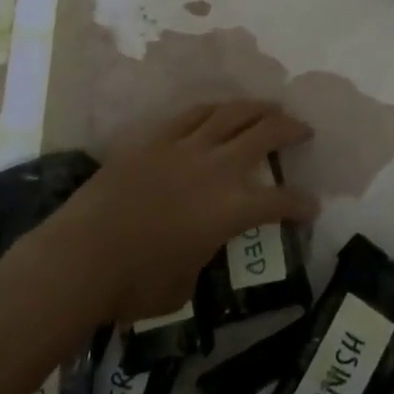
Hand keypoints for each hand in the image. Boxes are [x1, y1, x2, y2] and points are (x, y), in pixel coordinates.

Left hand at [50, 102, 316, 325]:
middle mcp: (216, 169)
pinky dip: (214, 110)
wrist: (81, 257)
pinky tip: (221, 110)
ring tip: (270, 108)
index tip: (312, 206)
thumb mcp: (185, 283)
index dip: (302, 204)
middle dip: (291, 130)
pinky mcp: (155, 139)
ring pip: (231, 114)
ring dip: (257, 109)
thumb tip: (202, 246)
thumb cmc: (134, 285)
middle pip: (264, 135)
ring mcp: (184, 147)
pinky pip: (192, 115)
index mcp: (231, 209)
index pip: (280, 201)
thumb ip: (204, 256)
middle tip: (304, 130)